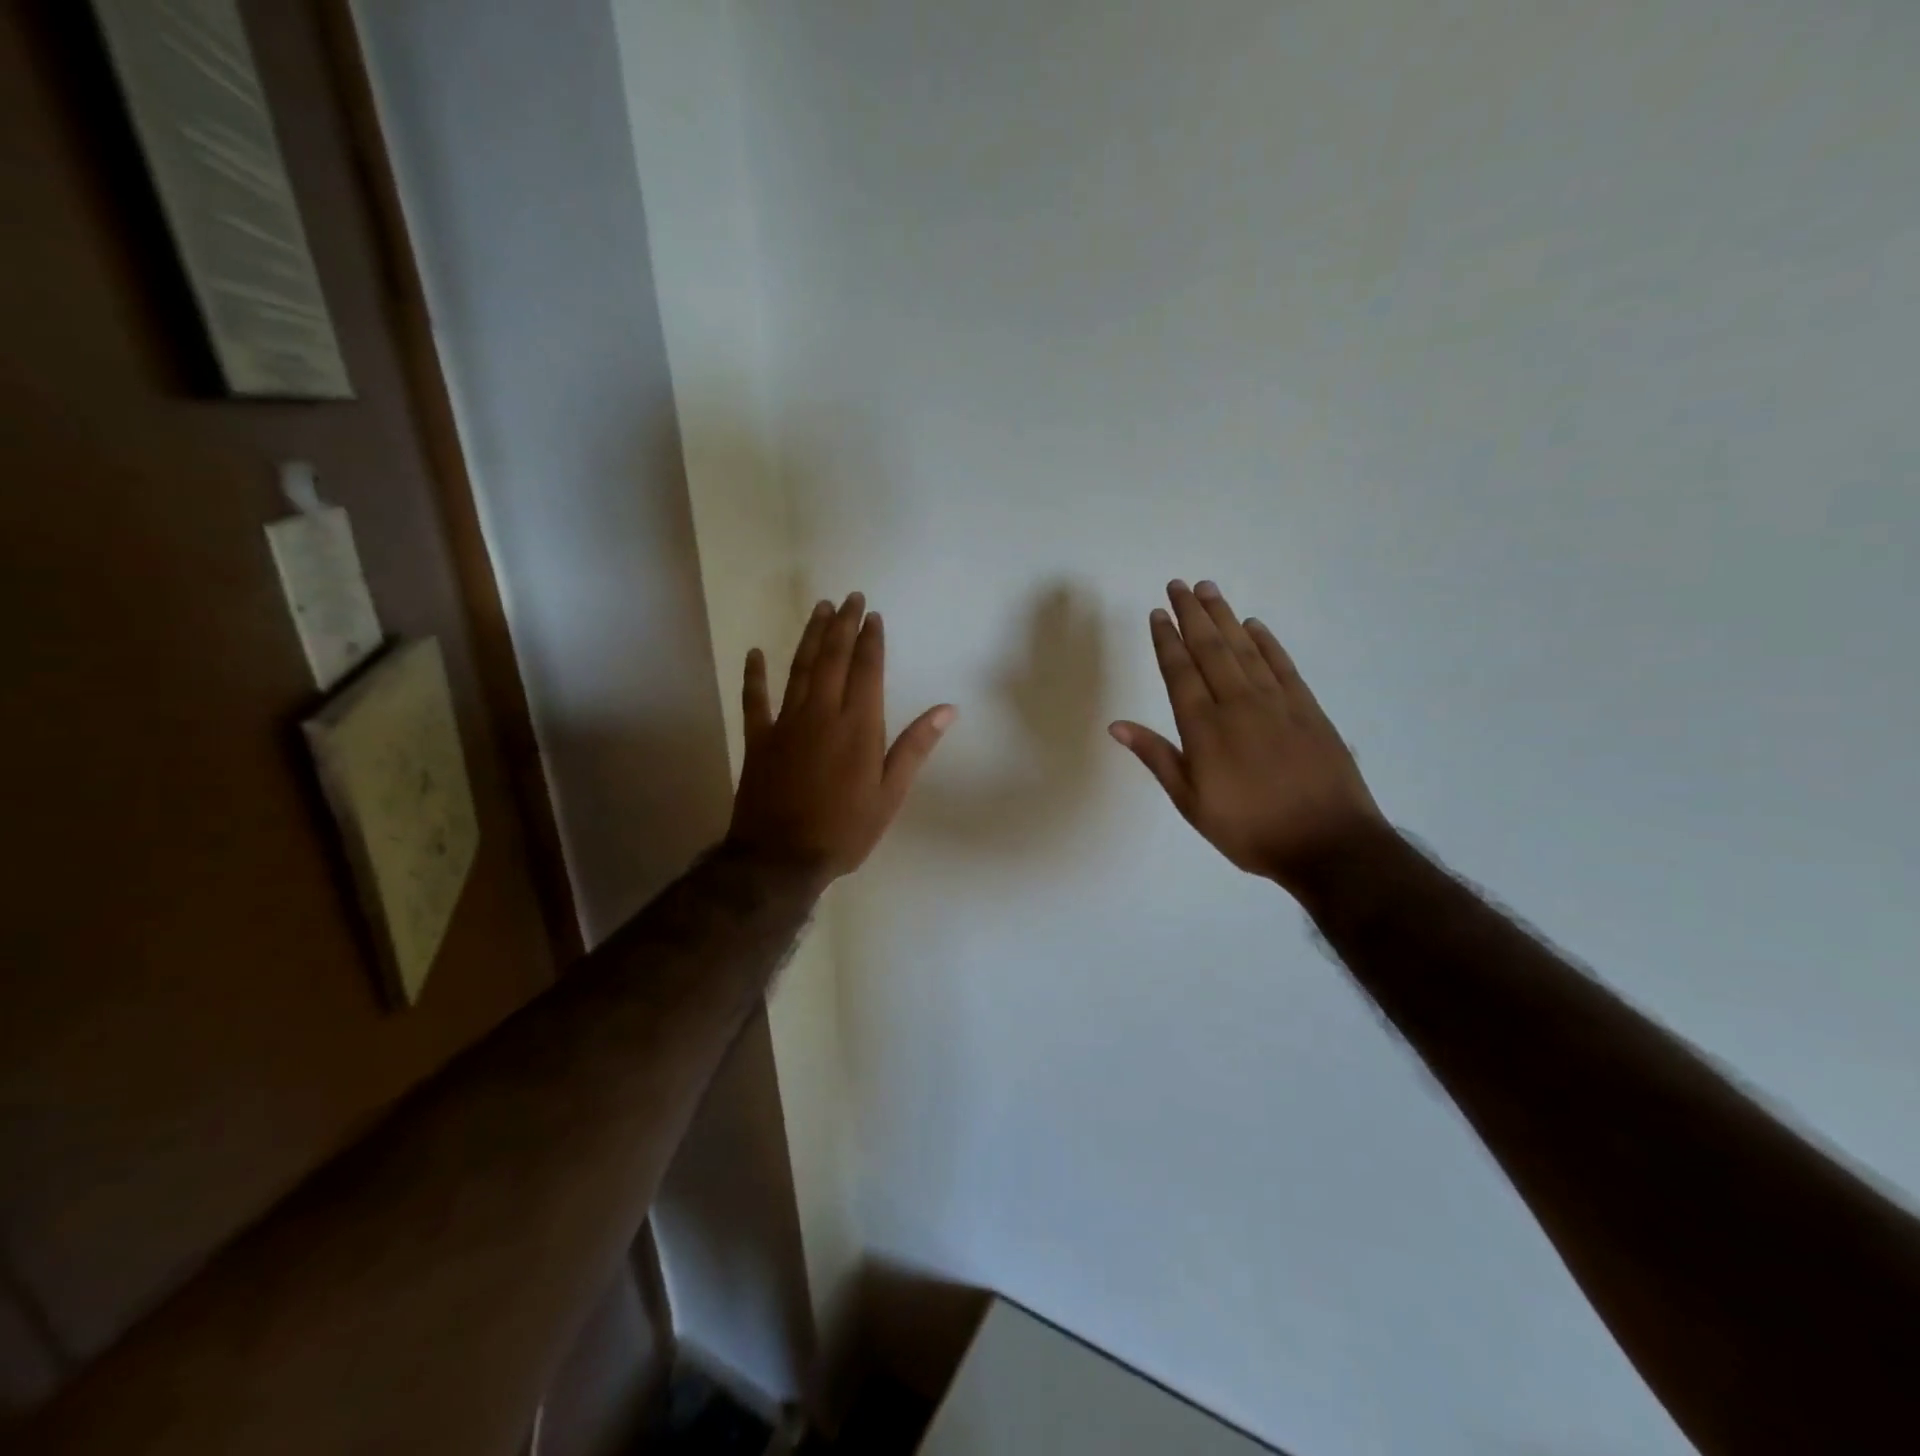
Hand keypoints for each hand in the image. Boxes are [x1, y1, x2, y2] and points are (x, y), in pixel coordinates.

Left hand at [726, 593, 956, 884]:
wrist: (782, 858)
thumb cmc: (845, 830)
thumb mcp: (890, 794)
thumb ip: (915, 747)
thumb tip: (947, 709)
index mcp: (858, 726)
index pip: (867, 670)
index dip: (871, 640)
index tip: (873, 615)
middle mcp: (822, 713)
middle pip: (833, 659)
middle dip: (843, 625)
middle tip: (849, 597)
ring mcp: (786, 723)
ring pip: (799, 669)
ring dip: (810, 637)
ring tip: (819, 609)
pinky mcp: (759, 739)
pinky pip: (754, 700)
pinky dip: (754, 675)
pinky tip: (755, 653)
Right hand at [1110, 580, 1385, 888]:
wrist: (1329, 844)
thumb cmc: (1250, 830)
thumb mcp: (1192, 803)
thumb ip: (1158, 758)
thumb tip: (1117, 726)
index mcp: (1205, 729)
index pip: (1180, 672)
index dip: (1167, 640)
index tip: (1157, 612)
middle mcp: (1238, 705)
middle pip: (1210, 649)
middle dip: (1192, 615)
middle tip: (1178, 584)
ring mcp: (1276, 703)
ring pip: (1244, 649)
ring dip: (1224, 617)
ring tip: (1208, 589)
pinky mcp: (1307, 708)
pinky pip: (1282, 665)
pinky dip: (1266, 642)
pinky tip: (1253, 625)